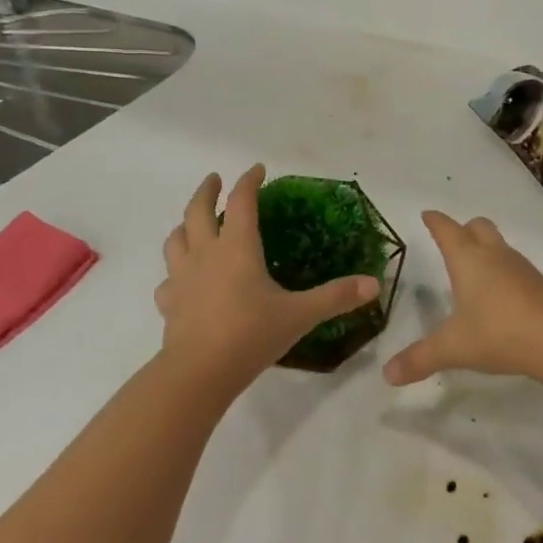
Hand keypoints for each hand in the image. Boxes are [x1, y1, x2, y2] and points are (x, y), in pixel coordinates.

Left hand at [155, 164, 378, 393]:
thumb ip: (336, 297)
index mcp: (237, 247)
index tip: (257, 168)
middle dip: (207, 191)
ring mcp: (182, 278)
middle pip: (197, 211)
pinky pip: (168, 280)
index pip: (242, 201)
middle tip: (214, 179)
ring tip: (193, 223)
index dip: (249, 181)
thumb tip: (374, 285)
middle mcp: (206, 254)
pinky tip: (182, 281)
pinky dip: (175, 272)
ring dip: (185, 225)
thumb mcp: (300, 315)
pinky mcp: (169, 304)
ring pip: (176, 240)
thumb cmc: (251, 334)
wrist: (198, 373)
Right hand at [383, 212, 542, 385]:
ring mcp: (520, 267)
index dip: (435, 221)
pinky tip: (499, 294)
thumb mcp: (453, 348)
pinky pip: (514, 266)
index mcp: (468, 260)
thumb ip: (419, 359)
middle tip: (452, 240)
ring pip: (499, 244)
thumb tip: (387, 374)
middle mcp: (494, 255)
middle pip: (478, 226)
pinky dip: (503, 270)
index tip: (427, 214)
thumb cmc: (498, 333)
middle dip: (463, 229)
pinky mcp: (538, 284)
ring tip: (474, 269)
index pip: (447, 230)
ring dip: (485, 248)